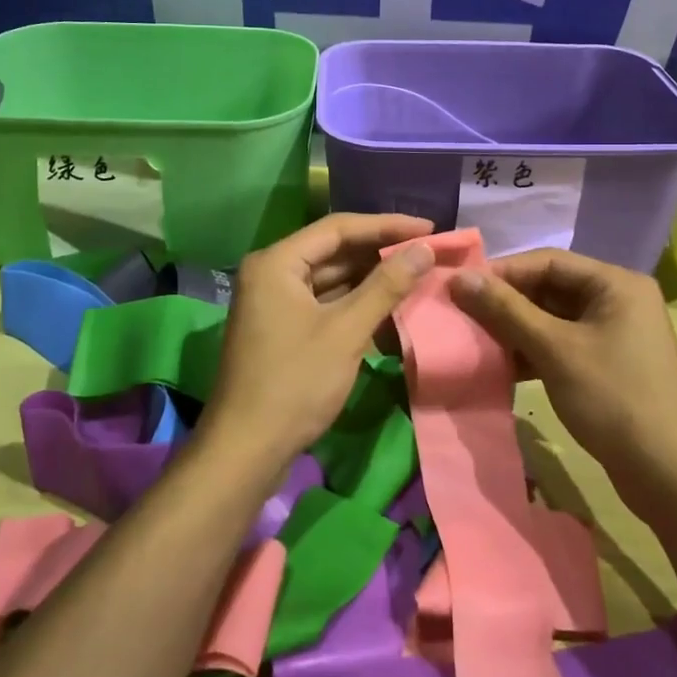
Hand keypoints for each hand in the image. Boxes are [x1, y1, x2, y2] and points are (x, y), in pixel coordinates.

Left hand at [199, 214, 435, 471]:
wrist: (246, 450)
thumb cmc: (295, 383)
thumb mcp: (346, 331)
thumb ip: (386, 286)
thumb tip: (424, 248)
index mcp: (277, 262)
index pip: (339, 227)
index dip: (387, 226)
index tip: (429, 229)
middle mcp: (271, 273)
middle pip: (334, 250)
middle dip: (381, 253)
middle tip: (427, 253)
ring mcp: (275, 302)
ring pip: (331, 279)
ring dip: (371, 280)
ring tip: (417, 277)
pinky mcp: (282, 328)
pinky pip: (325, 304)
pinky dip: (355, 305)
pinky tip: (390, 310)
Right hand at [450, 249, 676, 516]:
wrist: (668, 476)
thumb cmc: (613, 399)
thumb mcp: (554, 350)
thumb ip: (506, 310)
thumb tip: (459, 278)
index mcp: (616, 283)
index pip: (548, 261)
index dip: (502, 272)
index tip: (459, 287)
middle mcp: (618, 299)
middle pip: (549, 288)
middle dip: (506, 303)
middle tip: (462, 315)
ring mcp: (613, 333)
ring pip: (551, 318)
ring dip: (514, 329)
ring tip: (473, 340)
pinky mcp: (606, 363)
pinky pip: (560, 344)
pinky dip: (531, 351)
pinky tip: (500, 366)